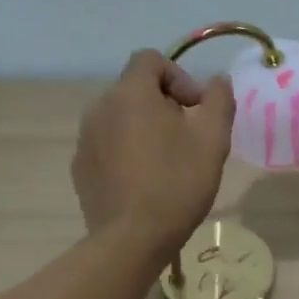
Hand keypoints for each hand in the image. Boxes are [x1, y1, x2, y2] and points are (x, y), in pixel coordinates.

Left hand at [73, 50, 235, 254]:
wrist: (131, 239)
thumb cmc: (176, 183)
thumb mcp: (212, 139)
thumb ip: (218, 100)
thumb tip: (217, 81)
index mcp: (130, 93)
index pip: (150, 59)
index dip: (179, 76)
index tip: (196, 109)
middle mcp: (100, 107)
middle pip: (135, 89)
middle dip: (164, 105)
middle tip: (187, 138)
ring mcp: (85, 139)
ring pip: (120, 118)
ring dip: (144, 129)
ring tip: (167, 162)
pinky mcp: (80, 167)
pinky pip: (107, 145)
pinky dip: (126, 152)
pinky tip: (143, 182)